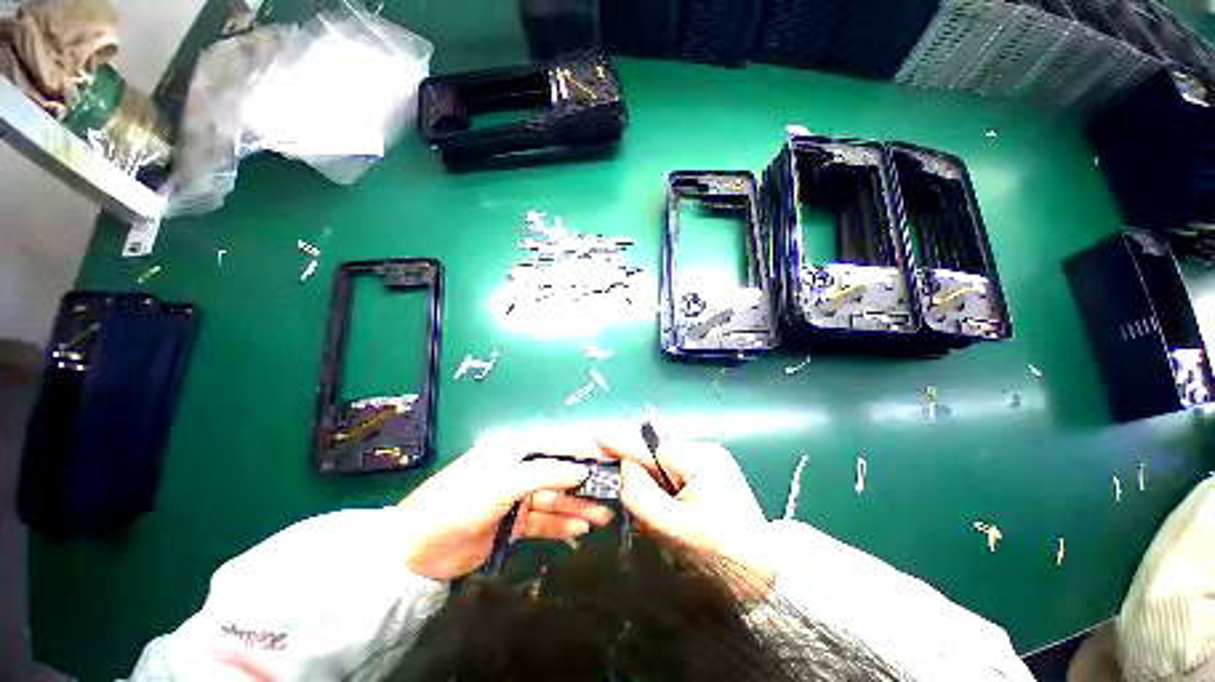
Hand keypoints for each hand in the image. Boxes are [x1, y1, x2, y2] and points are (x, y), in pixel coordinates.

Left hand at [398, 439, 613, 579]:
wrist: (416, 550)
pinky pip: (544, 521)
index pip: (556, 445)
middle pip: (559, 474)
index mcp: (514, 451)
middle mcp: (519, 470)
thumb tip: (582, 470)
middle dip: (585, 483)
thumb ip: (544, 475)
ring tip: (603, 516)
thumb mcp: (502, 483)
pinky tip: (580, 530)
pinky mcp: (513, 523)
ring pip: (555, 499)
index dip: (583, 451)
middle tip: (612, 493)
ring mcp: (517, 498)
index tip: (609, 459)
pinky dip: (562, 525)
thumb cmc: (459, 503)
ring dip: (578, 507)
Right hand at [597, 434, 777, 592]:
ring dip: (657, 495)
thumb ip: (641, 494)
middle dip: (645, 485)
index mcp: (700, 458)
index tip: (596, 441)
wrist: (764, 575)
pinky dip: (668, 498)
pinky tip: (678, 520)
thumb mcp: (674, 527)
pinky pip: (675, 481)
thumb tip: (622, 466)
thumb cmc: (721, 553)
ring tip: (668, 523)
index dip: (623, 449)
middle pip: (656, 461)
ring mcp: (709, 464)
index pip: (650, 449)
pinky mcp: (711, 477)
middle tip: (648, 516)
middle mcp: (705, 452)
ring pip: (664, 472)